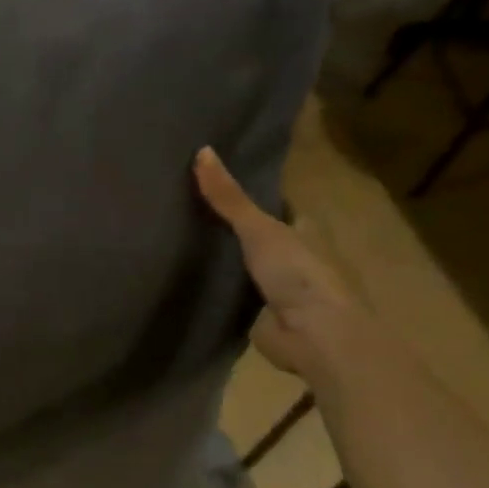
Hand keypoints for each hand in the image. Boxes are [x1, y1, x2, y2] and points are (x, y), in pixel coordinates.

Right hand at [194, 147, 366, 385]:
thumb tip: (202, 150)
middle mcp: (293, 254)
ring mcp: (276, 286)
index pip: (274, 202)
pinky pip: (230, 292)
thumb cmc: (299, 275)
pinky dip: (212, 286)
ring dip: (219, 257)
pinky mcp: (258, 313)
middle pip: (256, 233)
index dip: (247, 190)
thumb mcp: (260, 228)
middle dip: (227, 224)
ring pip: (241, 264)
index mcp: (304, 227)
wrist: (314, 337)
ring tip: (174, 236)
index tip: (211, 178)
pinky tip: (183, 276)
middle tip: (181, 204)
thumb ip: (229, 197)